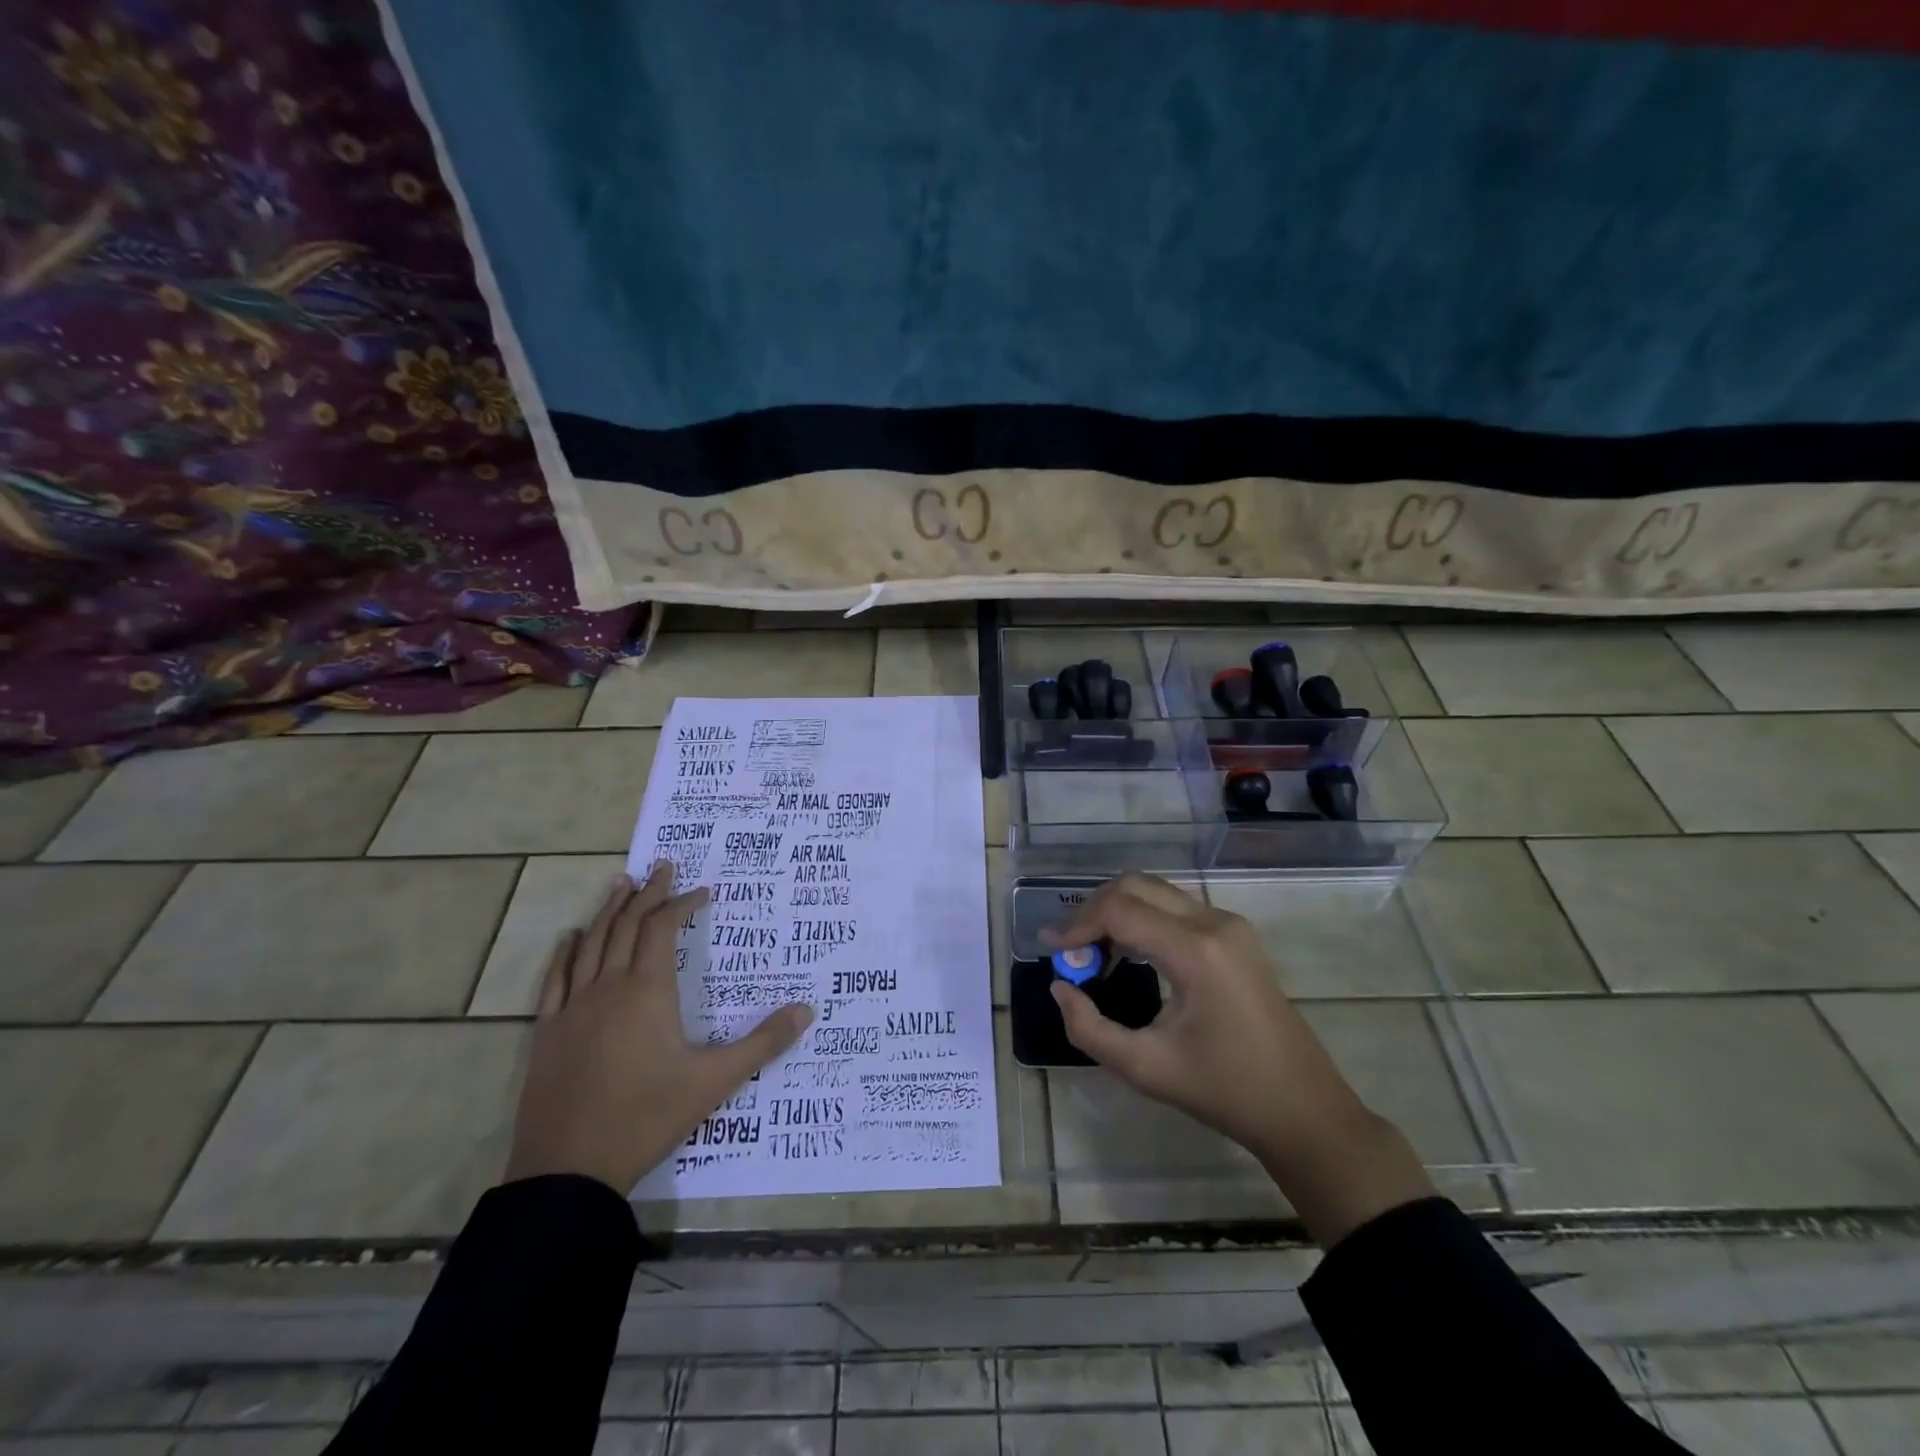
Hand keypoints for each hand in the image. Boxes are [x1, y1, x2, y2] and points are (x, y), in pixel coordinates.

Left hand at [504, 861, 813, 1194]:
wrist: (569, 1170)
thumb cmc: (647, 1117)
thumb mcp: (715, 1081)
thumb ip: (763, 1043)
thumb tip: (807, 1010)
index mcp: (648, 991)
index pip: (663, 929)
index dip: (682, 904)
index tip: (702, 892)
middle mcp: (609, 987)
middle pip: (627, 926)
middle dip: (648, 895)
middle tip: (662, 867)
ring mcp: (573, 1008)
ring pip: (592, 943)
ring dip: (609, 911)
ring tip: (621, 883)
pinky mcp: (548, 1032)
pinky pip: (556, 979)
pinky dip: (566, 952)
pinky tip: (571, 937)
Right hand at [1043, 873, 1432, 1244]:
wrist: (1303, 1109)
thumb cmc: (1224, 1092)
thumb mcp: (1145, 1068)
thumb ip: (1089, 1028)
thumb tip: (1060, 988)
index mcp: (1196, 951)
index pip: (1120, 909)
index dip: (1077, 924)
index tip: (1050, 949)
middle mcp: (1214, 922)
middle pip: (1135, 886)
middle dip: (1093, 910)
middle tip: (1070, 949)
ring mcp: (1229, 924)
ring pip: (1155, 891)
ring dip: (1117, 911)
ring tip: (1093, 954)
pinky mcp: (1234, 935)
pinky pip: (1174, 907)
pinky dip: (1141, 918)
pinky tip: (1128, 954)